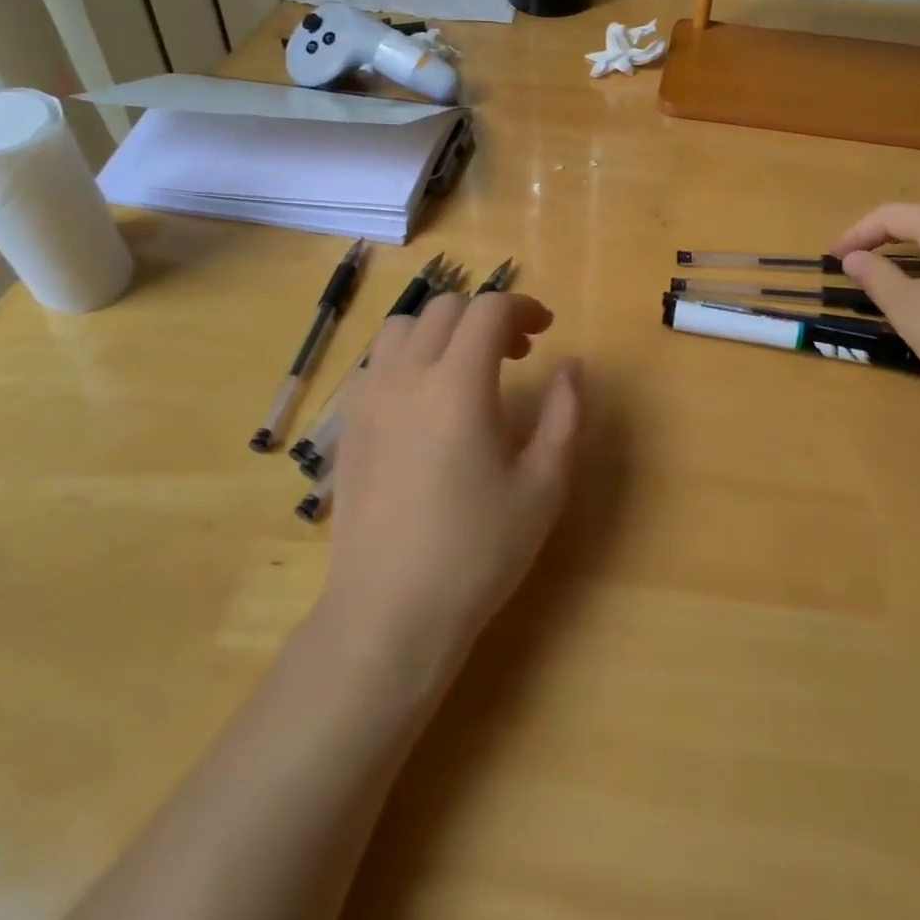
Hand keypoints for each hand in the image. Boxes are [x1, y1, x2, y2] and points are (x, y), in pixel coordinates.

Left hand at [321, 291, 581, 674]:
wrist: (389, 612)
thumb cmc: (477, 551)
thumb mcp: (543, 486)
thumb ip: (564, 415)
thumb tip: (571, 367)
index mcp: (458, 384)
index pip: (488, 309)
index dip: (523, 307)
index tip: (545, 331)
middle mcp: (407, 375)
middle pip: (447, 308)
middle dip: (487, 316)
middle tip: (515, 354)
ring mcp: (369, 397)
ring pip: (404, 326)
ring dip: (442, 329)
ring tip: (466, 367)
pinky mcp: (348, 423)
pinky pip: (377, 361)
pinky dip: (408, 355)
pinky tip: (425, 399)